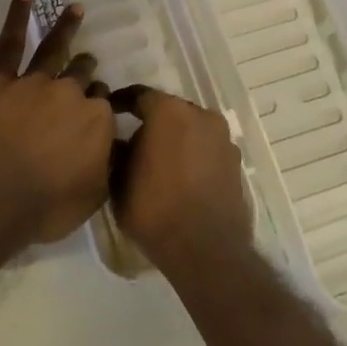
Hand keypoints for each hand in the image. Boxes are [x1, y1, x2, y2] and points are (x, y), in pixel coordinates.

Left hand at [0, 0, 114, 250]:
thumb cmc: (45, 206)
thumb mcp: (93, 196)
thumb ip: (106, 164)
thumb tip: (114, 145)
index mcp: (96, 120)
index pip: (102, 104)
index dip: (97, 107)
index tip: (93, 113)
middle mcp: (71, 93)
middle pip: (82, 76)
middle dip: (86, 71)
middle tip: (87, 66)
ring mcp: (35, 82)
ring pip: (56, 50)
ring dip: (67, 28)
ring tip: (76, 9)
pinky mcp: (0, 81)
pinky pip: (10, 43)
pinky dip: (17, 16)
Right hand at [111, 86, 251, 280]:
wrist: (206, 249)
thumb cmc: (155, 209)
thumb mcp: (118, 181)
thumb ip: (117, 153)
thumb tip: (120, 143)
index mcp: (169, 111)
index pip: (139, 95)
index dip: (122, 103)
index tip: (110, 112)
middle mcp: (200, 115)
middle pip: (169, 110)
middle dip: (152, 122)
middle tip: (134, 141)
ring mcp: (223, 138)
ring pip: (191, 129)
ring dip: (175, 139)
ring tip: (159, 162)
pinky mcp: (236, 162)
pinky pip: (207, 149)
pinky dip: (193, 155)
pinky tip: (181, 176)